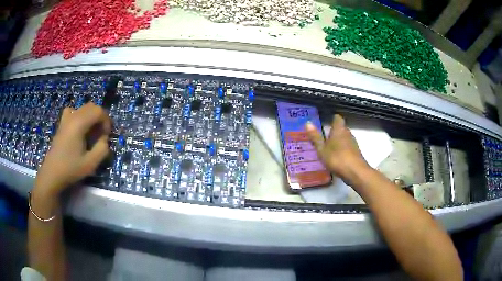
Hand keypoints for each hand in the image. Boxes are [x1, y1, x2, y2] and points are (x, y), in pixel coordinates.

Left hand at [34, 103, 111, 196]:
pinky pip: (73, 111)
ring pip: (83, 108)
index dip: (106, 121)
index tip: (106, 136)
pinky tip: (79, 127)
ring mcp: (66, 118)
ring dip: (91, 117)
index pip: (99, 111)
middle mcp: (73, 116)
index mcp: (79, 123)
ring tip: (91, 132)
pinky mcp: (62, 123)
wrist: (52, 173)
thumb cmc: (70, 169)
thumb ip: (102, 149)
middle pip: (92, 107)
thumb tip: (104, 139)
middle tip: (101, 135)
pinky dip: (80, 116)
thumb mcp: (90, 164)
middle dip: (100, 118)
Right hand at [305, 114, 369, 183]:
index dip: (331, 118)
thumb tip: (308, 123)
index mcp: (339, 129)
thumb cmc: (337, 158)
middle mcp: (348, 133)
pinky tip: (335, 157)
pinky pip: (347, 147)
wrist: (355, 172)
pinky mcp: (356, 153)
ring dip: (337, 141)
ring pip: (344, 138)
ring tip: (327, 147)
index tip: (324, 121)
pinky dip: (341, 150)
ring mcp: (353, 143)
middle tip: (322, 136)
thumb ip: (315, 137)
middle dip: (333, 131)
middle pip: (341, 128)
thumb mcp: (322, 149)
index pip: (337, 118)